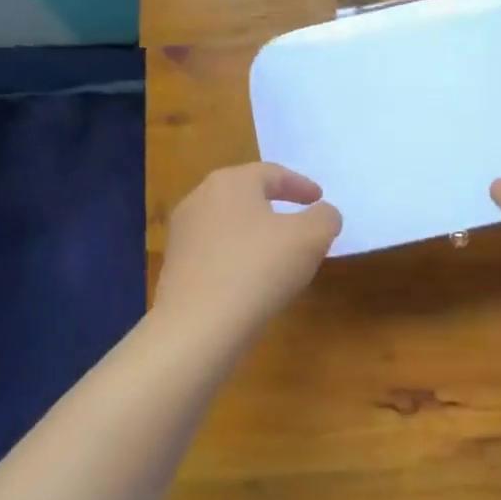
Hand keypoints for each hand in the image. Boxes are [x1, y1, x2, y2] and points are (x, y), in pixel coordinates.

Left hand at [154, 164, 341, 335]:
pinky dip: (238, 256)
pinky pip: (215, 252)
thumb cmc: (258, 269)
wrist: (198, 326)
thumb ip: (325, 218)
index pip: (272, 173)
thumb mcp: (310, 238)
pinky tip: (252, 279)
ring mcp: (182, 234)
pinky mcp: (175, 267)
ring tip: (279, 253)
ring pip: (229, 224)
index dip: (300, 185)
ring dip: (256, 233)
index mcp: (231, 182)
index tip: (319, 198)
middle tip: (299, 220)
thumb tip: (323, 213)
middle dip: (275, 206)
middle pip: (246, 195)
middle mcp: (200, 199)